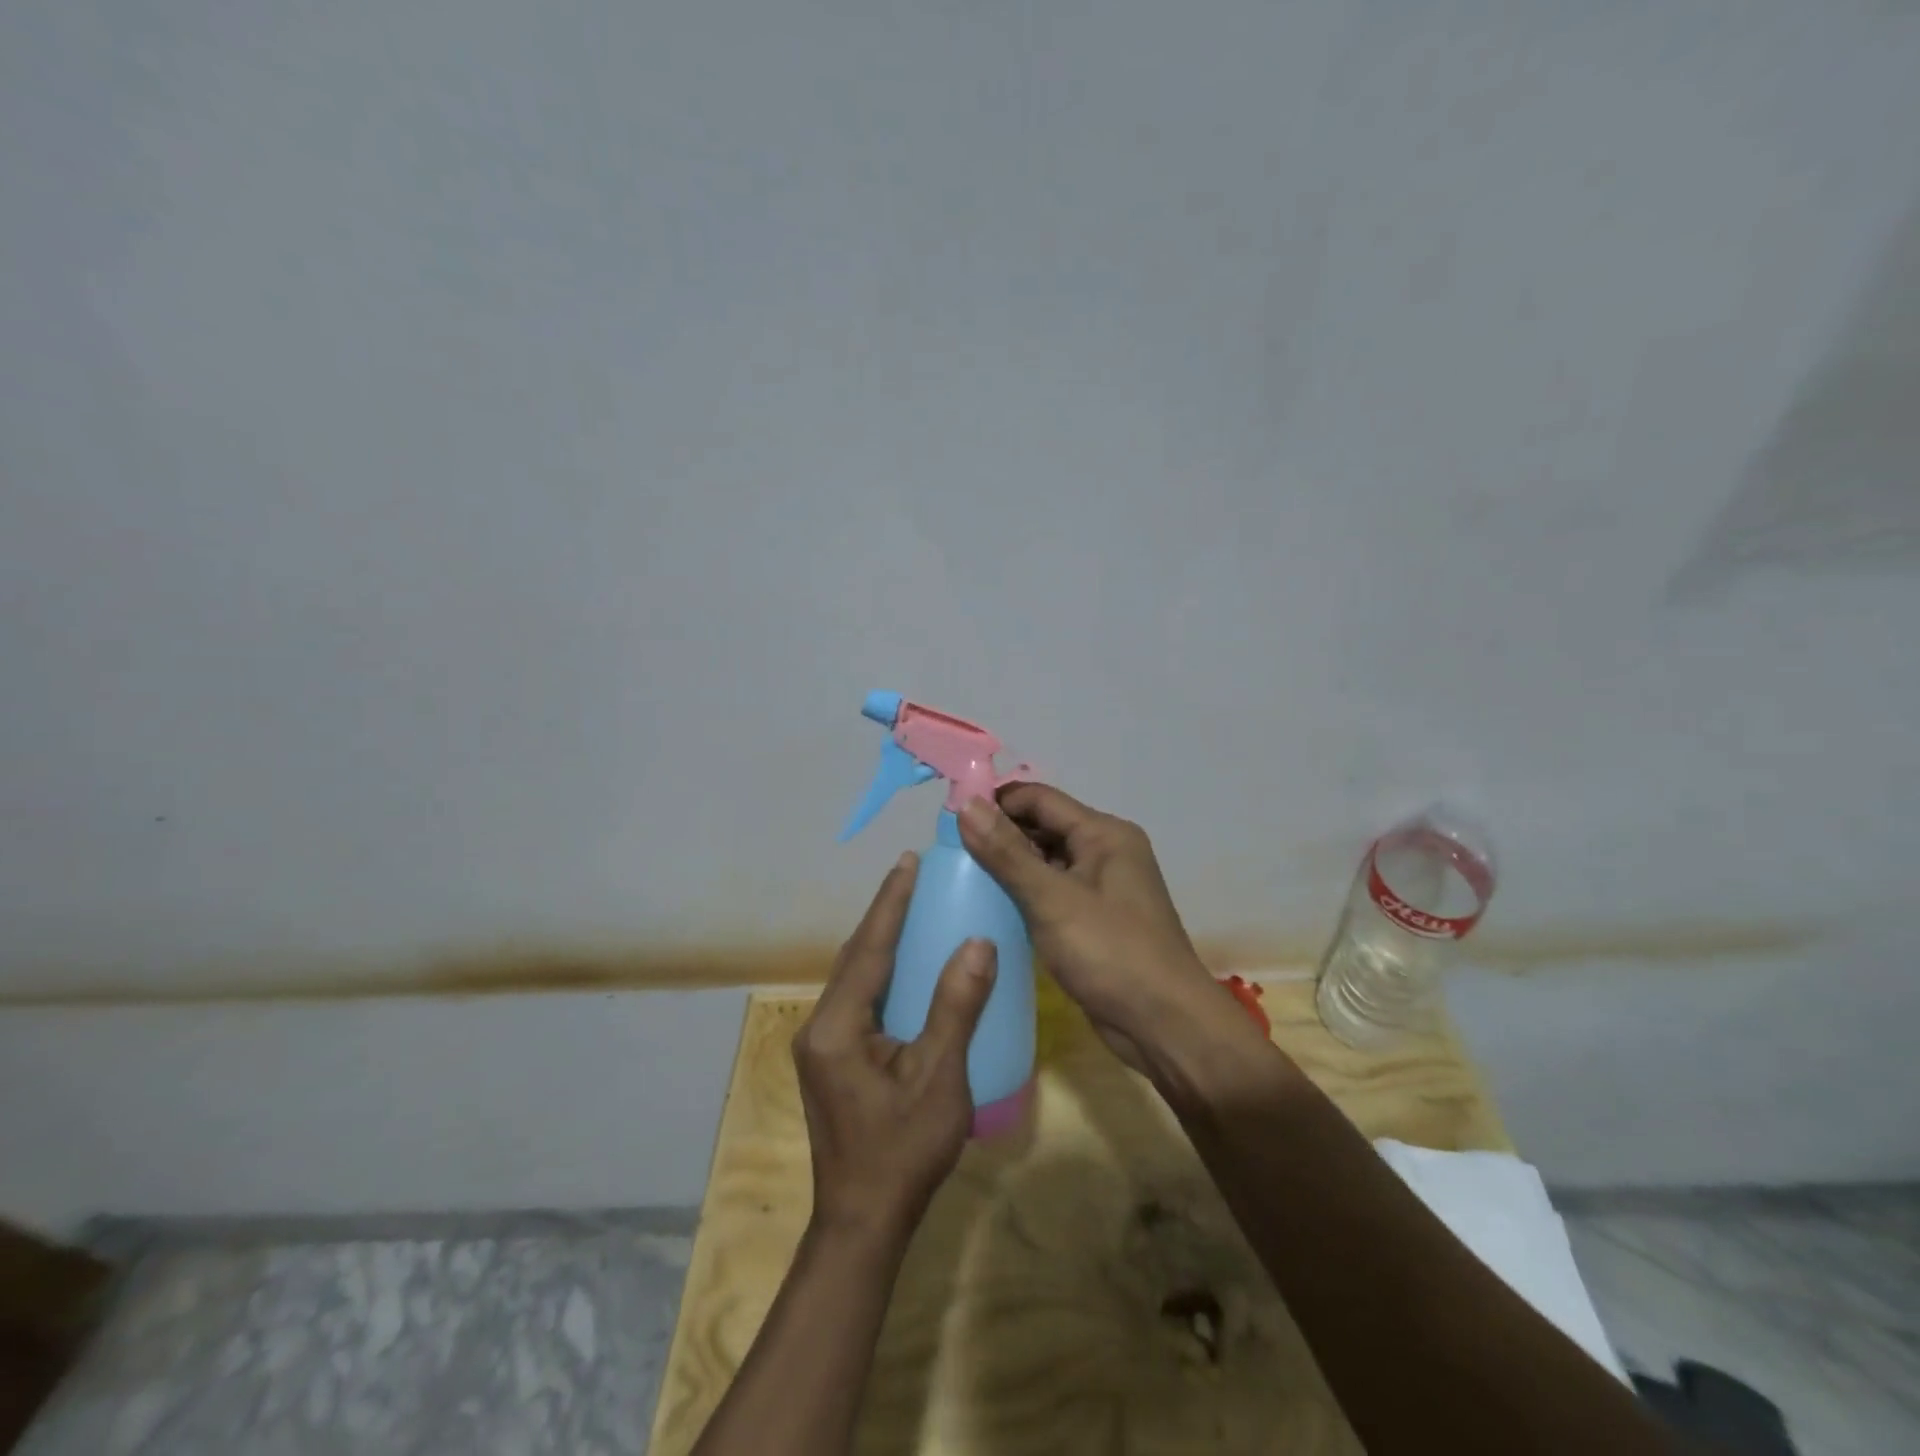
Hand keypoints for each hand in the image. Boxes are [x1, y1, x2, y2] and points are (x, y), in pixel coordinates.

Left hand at [794, 853, 996, 1241]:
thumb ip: (956, 1008)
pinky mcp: (833, 1058)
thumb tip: (979, 944)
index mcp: (836, 1027)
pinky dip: (881, 970)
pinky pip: (858, 997)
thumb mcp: (939, 1079)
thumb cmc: (903, 1152)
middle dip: (884, 913)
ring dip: (880, 940)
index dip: (890, 903)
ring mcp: (822, 1044)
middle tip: (914, 875)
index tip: (908, 862)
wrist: (864, 1223)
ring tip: (911, 908)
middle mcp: (819, 1026)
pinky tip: (904, 966)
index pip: (868, 949)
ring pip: (854, 976)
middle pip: (855, 956)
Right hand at [958, 785, 1265, 1076]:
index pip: (1039, 799)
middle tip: (949, 851)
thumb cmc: (1110, 953)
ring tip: (961, 876)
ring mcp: (1102, 888)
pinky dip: (1025, 894)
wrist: (1164, 1025)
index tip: (950, 818)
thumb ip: (1006, 853)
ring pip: (1047, 861)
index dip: (996, 802)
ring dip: (1010, 865)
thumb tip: (966, 805)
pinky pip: (1053, 893)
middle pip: (1043, 827)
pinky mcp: (1095, 920)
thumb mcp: (1052, 900)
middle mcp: (1106, 852)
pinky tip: (992, 907)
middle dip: (1000, 834)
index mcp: (1104, 834)